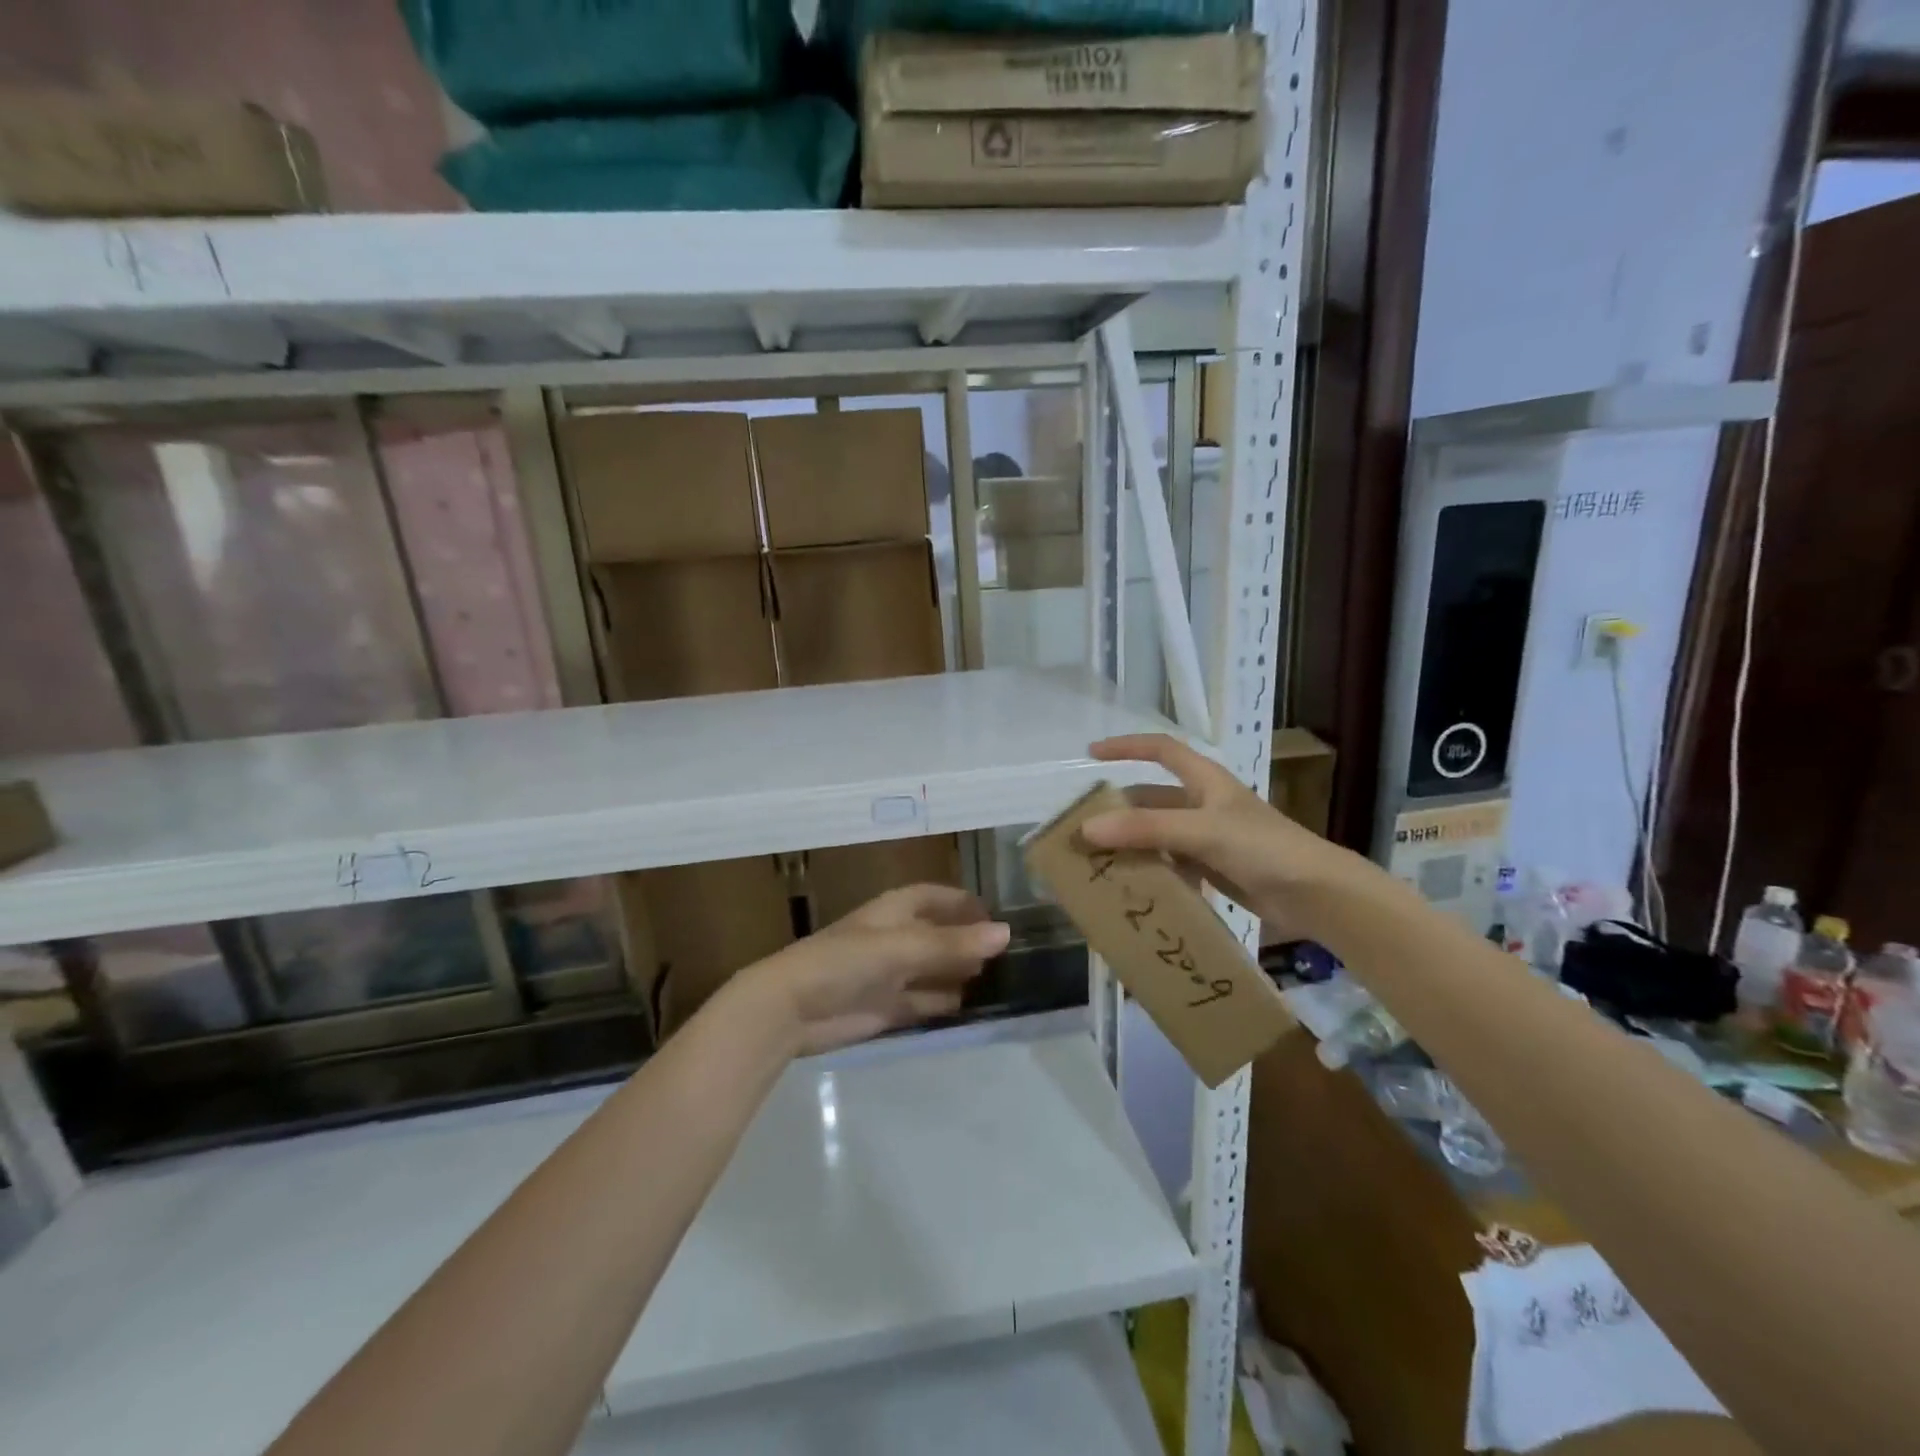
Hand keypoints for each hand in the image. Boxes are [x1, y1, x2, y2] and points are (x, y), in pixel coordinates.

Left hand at [742, 884, 1009, 1055]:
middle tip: (1013, 954)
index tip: (999, 917)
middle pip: (940, 934)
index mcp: (895, 911)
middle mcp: (896, 938)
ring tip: (1003, 980)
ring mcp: (892, 974)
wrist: (792, 1009)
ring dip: (962, 973)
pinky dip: (947, 1003)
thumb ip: (952, 943)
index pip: (937, 897)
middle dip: (969, 941)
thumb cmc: (845, 961)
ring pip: (935, 969)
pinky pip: (926, 1001)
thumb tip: (1005, 933)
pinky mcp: (888, 1007)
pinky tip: (973, 1007)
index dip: (965, 903)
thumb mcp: (901, 947)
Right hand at [1083, 734, 1372, 941]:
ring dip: (1130, 844)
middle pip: (1151, 798)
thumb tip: (1087, 828)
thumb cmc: (1263, 848)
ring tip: (1095, 860)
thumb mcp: (1201, 831)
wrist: (1316, 895)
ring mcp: (1208, 838)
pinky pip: (1170, 863)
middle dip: (1118, 809)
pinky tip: (1130, 885)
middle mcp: (1203, 804)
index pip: (1161, 749)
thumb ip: (1145, 829)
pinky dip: (1150, 870)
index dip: (1127, 746)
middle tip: (1082, 826)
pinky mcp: (1213, 868)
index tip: (1091, 753)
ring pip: (1157, 834)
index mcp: (1205, 780)